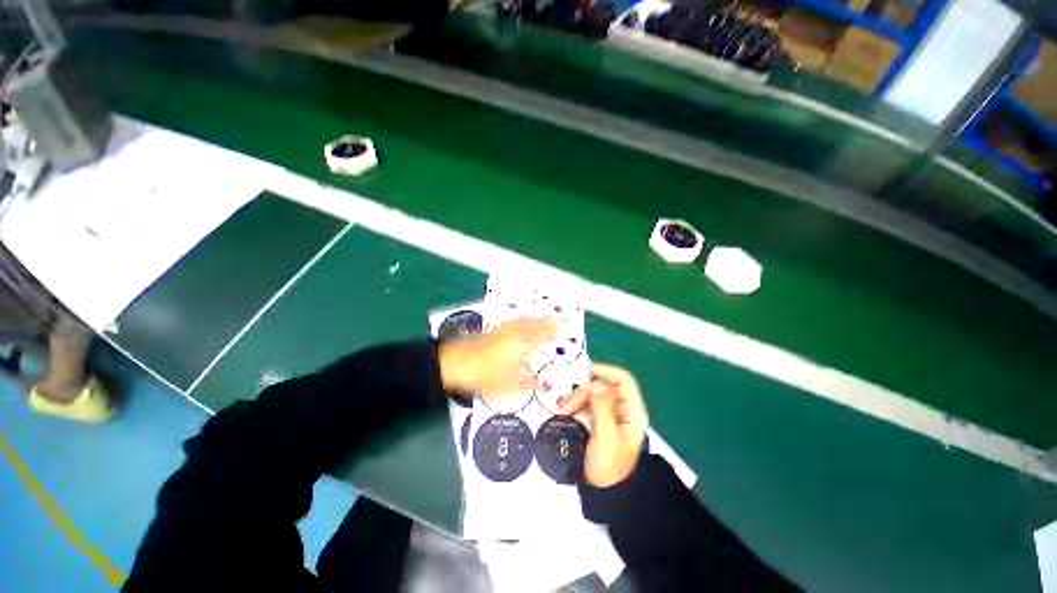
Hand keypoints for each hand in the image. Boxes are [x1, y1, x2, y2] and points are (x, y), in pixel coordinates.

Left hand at [439, 318, 554, 396]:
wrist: (454, 363)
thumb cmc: (481, 375)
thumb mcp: (505, 385)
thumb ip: (524, 382)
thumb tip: (538, 382)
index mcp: (517, 345)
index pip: (538, 334)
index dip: (549, 330)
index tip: (558, 327)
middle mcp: (511, 334)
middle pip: (531, 324)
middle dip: (544, 321)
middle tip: (554, 319)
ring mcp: (500, 331)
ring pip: (521, 320)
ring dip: (532, 318)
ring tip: (541, 317)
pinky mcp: (491, 331)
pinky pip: (511, 321)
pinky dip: (519, 320)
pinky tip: (519, 322)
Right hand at [559, 364, 647, 487]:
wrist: (605, 493)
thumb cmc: (609, 466)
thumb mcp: (606, 436)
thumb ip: (602, 406)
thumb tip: (596, 382)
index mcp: (632, 411)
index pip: (623, 380)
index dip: (605, 371)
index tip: (584, 372)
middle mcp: (622, 408)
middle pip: (603, 386)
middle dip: (583, 390)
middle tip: (566, 404)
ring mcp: (609, 414)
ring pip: (592, 393)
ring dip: (576, 397)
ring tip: (562, 409)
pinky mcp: (598, 420)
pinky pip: (586, 403)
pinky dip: (575, 404)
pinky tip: (565, 410)